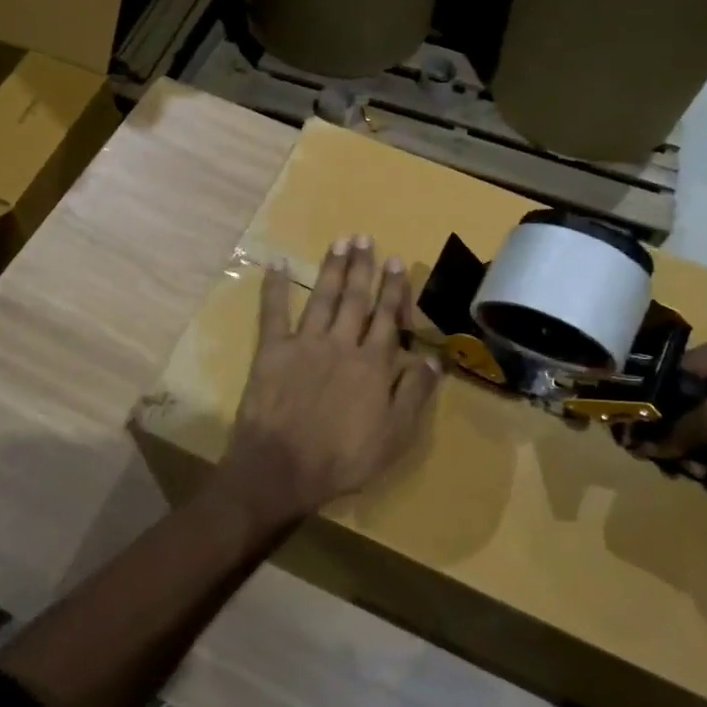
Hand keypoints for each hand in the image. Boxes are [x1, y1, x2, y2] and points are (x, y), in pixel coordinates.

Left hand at [222, 234, 441, 522]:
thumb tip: (433, 360)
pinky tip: (276, 262)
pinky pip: (273, 312)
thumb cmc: (343, 459)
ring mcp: (305, 344)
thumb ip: (414, 394)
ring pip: (323, 298)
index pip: (387, 319)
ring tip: (340, 242)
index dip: (393, 289)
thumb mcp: (394, 436)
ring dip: (332, 269)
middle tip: (365, 238)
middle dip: (363, 268)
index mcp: (373, 365)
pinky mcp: (272, 351)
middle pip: (356, 300)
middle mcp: (341, 344)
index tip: (397, 261)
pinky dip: (274, 287)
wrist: (282, 468)